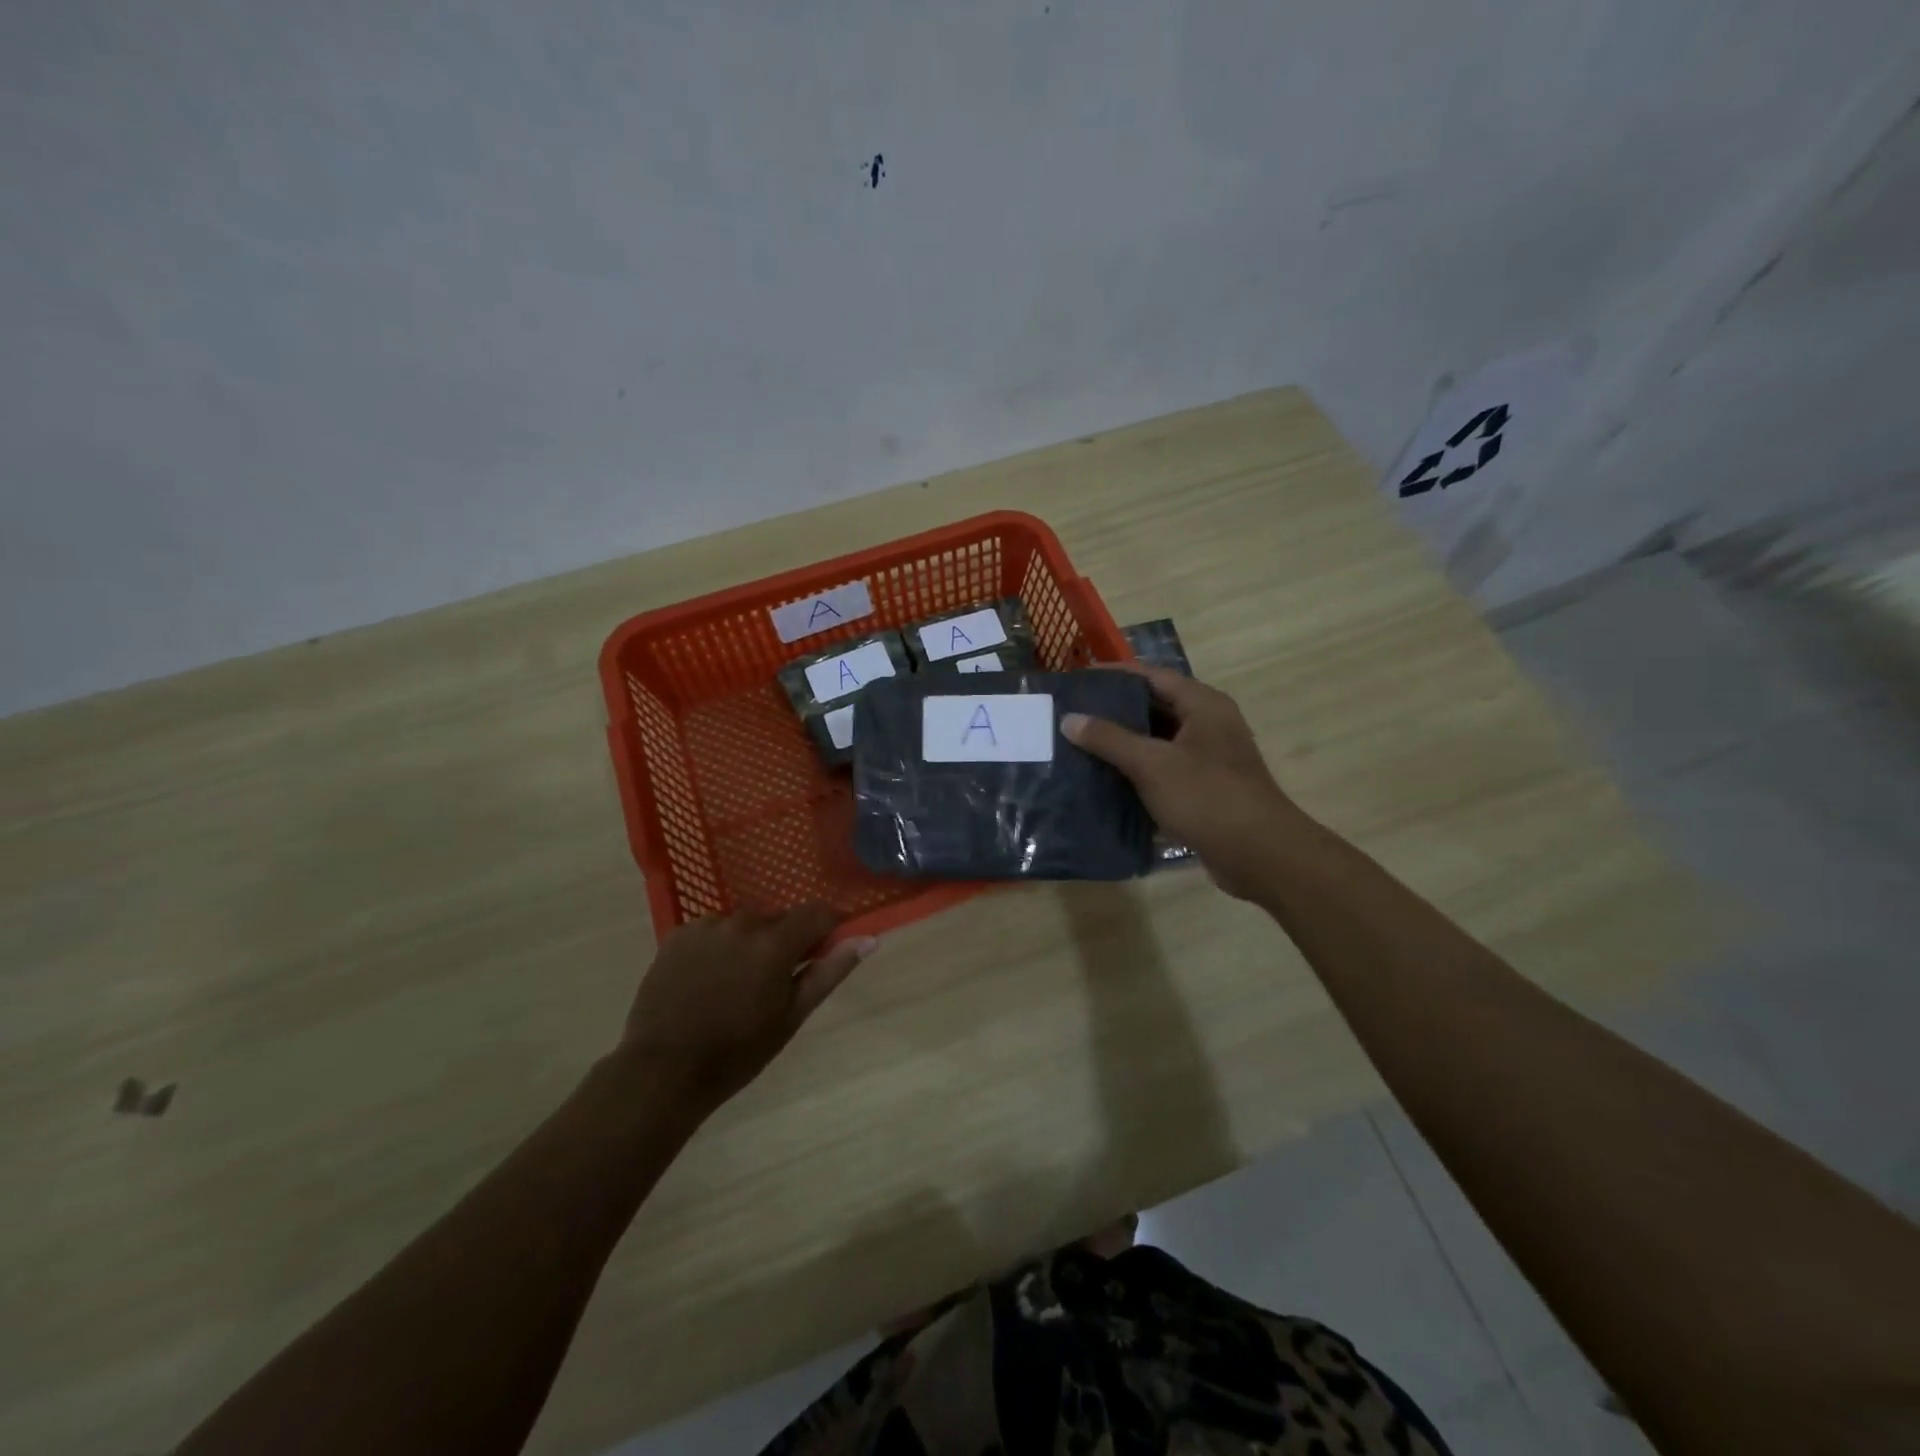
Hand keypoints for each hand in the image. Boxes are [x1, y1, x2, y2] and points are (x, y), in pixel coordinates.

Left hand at [620, 905, 877, 1113]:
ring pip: (744, 924)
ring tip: (732, 985)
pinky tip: (705, 980)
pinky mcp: (678, 934)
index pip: (817, 912)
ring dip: (748, 944)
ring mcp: (706, 926)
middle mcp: (742, 923)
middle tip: (770, 984)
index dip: (825, 929)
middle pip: (778, 919)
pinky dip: (717, 947)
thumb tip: (868, 940)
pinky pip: (712, 930)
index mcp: (774, 943)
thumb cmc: (737, 1051)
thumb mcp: (791, 1016)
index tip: (819, 954)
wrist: (662, 1070)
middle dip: (782, 943)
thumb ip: (829, 972)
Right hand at [1062, 665, 1303, 900]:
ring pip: (1156, 743)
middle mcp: (1207, 725)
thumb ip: (1110, 739)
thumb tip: (1069, 719)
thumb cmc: (1207, 797)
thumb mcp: (1152, 764)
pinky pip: (1161, 772)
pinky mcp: (1202, 790)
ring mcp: (1206, 759)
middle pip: (1153, 708)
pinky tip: (1103, 782)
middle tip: (1071, 715)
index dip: (1114, 675)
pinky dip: (1135, 774)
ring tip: (1078, 747)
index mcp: (1203, 705)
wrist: (1259, 855)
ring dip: (1122, 745)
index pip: (1151, 676)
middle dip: (1113, 712)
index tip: (1077, 680)